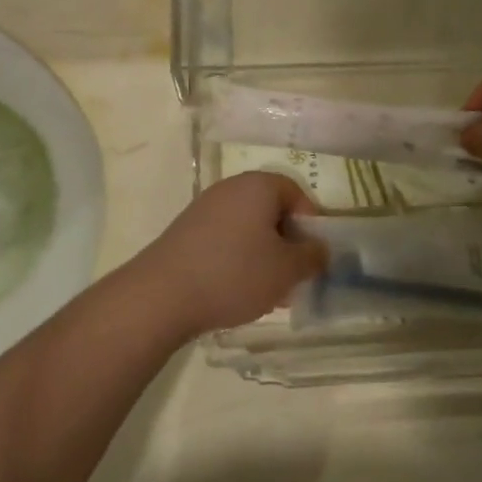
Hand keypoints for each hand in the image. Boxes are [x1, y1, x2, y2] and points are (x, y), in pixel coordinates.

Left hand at [133, 172, 324, 335]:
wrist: (161, 296)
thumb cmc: (235, 274)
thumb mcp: (287, 270)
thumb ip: (313, 256)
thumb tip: (319, 249)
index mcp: (258, 186)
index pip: (296, 193)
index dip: (311, 223)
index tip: (313, 255)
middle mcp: (230, 189)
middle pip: (271, 211)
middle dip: (287, 243)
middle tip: (294, 276)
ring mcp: (204, 209)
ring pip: (249, 229)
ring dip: (264, 255)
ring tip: (268, 292)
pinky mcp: (186, 233)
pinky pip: (225, 240)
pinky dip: (238, 260)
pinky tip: (238, 292)